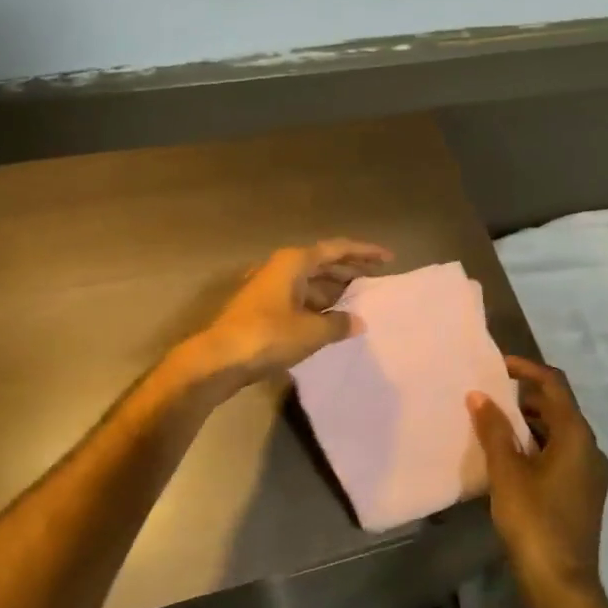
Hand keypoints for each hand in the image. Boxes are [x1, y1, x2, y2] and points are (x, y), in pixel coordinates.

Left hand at [186, 240, 391, 387]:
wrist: (218, 359)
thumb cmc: (268, 336)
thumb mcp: (311, 331)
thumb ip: (338, 324)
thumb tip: (356, 321)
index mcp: (294, 262)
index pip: (337, 249)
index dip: (364, 252)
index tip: (388, 257)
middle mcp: (282, 268)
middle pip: (323, 263)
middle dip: (350, 270)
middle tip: (377, 279)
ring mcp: (269, 288)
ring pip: (310, 282)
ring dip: (334, 290)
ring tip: (360, 302)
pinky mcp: (262, 309)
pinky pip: (300, 298)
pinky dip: (318, 305)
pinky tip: (331, 321)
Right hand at [469, 356, 607, 599]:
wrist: (562, 585)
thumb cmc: (534, 521)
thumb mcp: (507, 472)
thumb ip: (494, 429)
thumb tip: (479, 395)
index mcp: (577, 436)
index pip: (554, 385)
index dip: (527, 369)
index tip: (498, 365)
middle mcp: (591, 448)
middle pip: (559, 407)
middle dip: (525, 396)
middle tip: (492, 397)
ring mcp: (591, 473)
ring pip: (560, 432)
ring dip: (531, 422)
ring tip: (496, 425)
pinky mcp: (584, 492)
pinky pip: (562, 453)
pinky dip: (538, 444)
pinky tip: (512, 457)